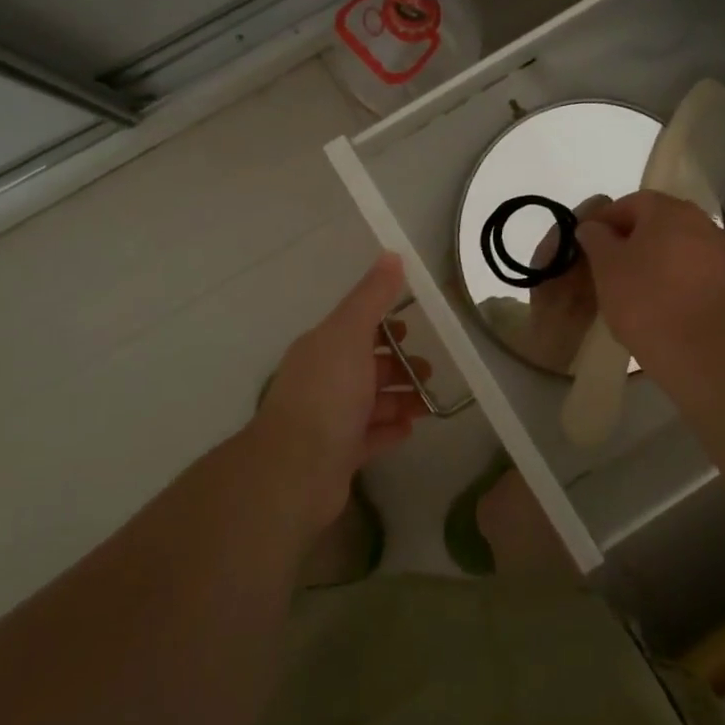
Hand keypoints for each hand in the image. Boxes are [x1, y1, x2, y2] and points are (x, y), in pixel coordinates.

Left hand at [251, 253, 427, 530]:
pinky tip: (411, 429)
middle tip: (429, 370)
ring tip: (429, 401)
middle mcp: (323, 381)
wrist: (296, 470)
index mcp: (323, 348)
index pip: (355, 329)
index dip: (384, 327)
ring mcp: (329, 420)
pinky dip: (390, 430)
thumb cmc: (326, 394)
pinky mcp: (338, 455)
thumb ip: (372, 296)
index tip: (412, 330)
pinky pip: (370, 437)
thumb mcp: (350, 333)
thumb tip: (392, 254)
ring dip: (400, 398)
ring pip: (371, 402)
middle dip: (399, 365)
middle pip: (366, 366)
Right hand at [578, 191, 724, 373]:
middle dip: (635, 240)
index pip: (631, 203)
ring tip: (640, 289)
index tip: (591, 245)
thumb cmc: (646, 301)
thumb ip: (596, 238)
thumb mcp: (606, 267)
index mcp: (668, 211)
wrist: (704, 351)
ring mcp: (724, 252)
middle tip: (613, 267)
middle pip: (660, 222)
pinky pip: (700, 271)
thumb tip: (592, 226)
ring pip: (682, 247)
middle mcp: (702, 222)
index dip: (607, 221)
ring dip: (660, 259)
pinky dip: (682, 279)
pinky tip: (669, 304)